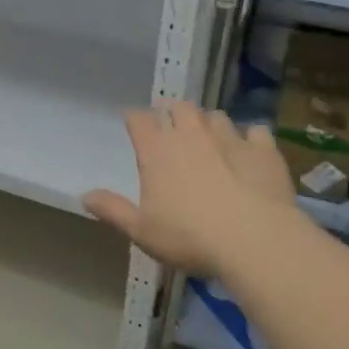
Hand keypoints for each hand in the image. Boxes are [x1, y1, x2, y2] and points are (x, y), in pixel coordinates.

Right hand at [83, 104, 307, 276]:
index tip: (133, 125)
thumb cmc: (190, 237)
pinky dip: (250, 137)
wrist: (256, 241)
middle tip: (172, 125)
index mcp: (157, 151)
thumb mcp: (142, 231)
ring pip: (215, 116)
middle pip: (179, 107)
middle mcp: (191, 134)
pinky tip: (250, 150)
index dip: (135, 119)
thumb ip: (112, 210)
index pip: (139, 119)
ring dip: (209, 123)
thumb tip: (84, 196)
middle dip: (173, 112)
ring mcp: (230, 138)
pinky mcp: (264, 149)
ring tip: (209, 137)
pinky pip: (255, 131)